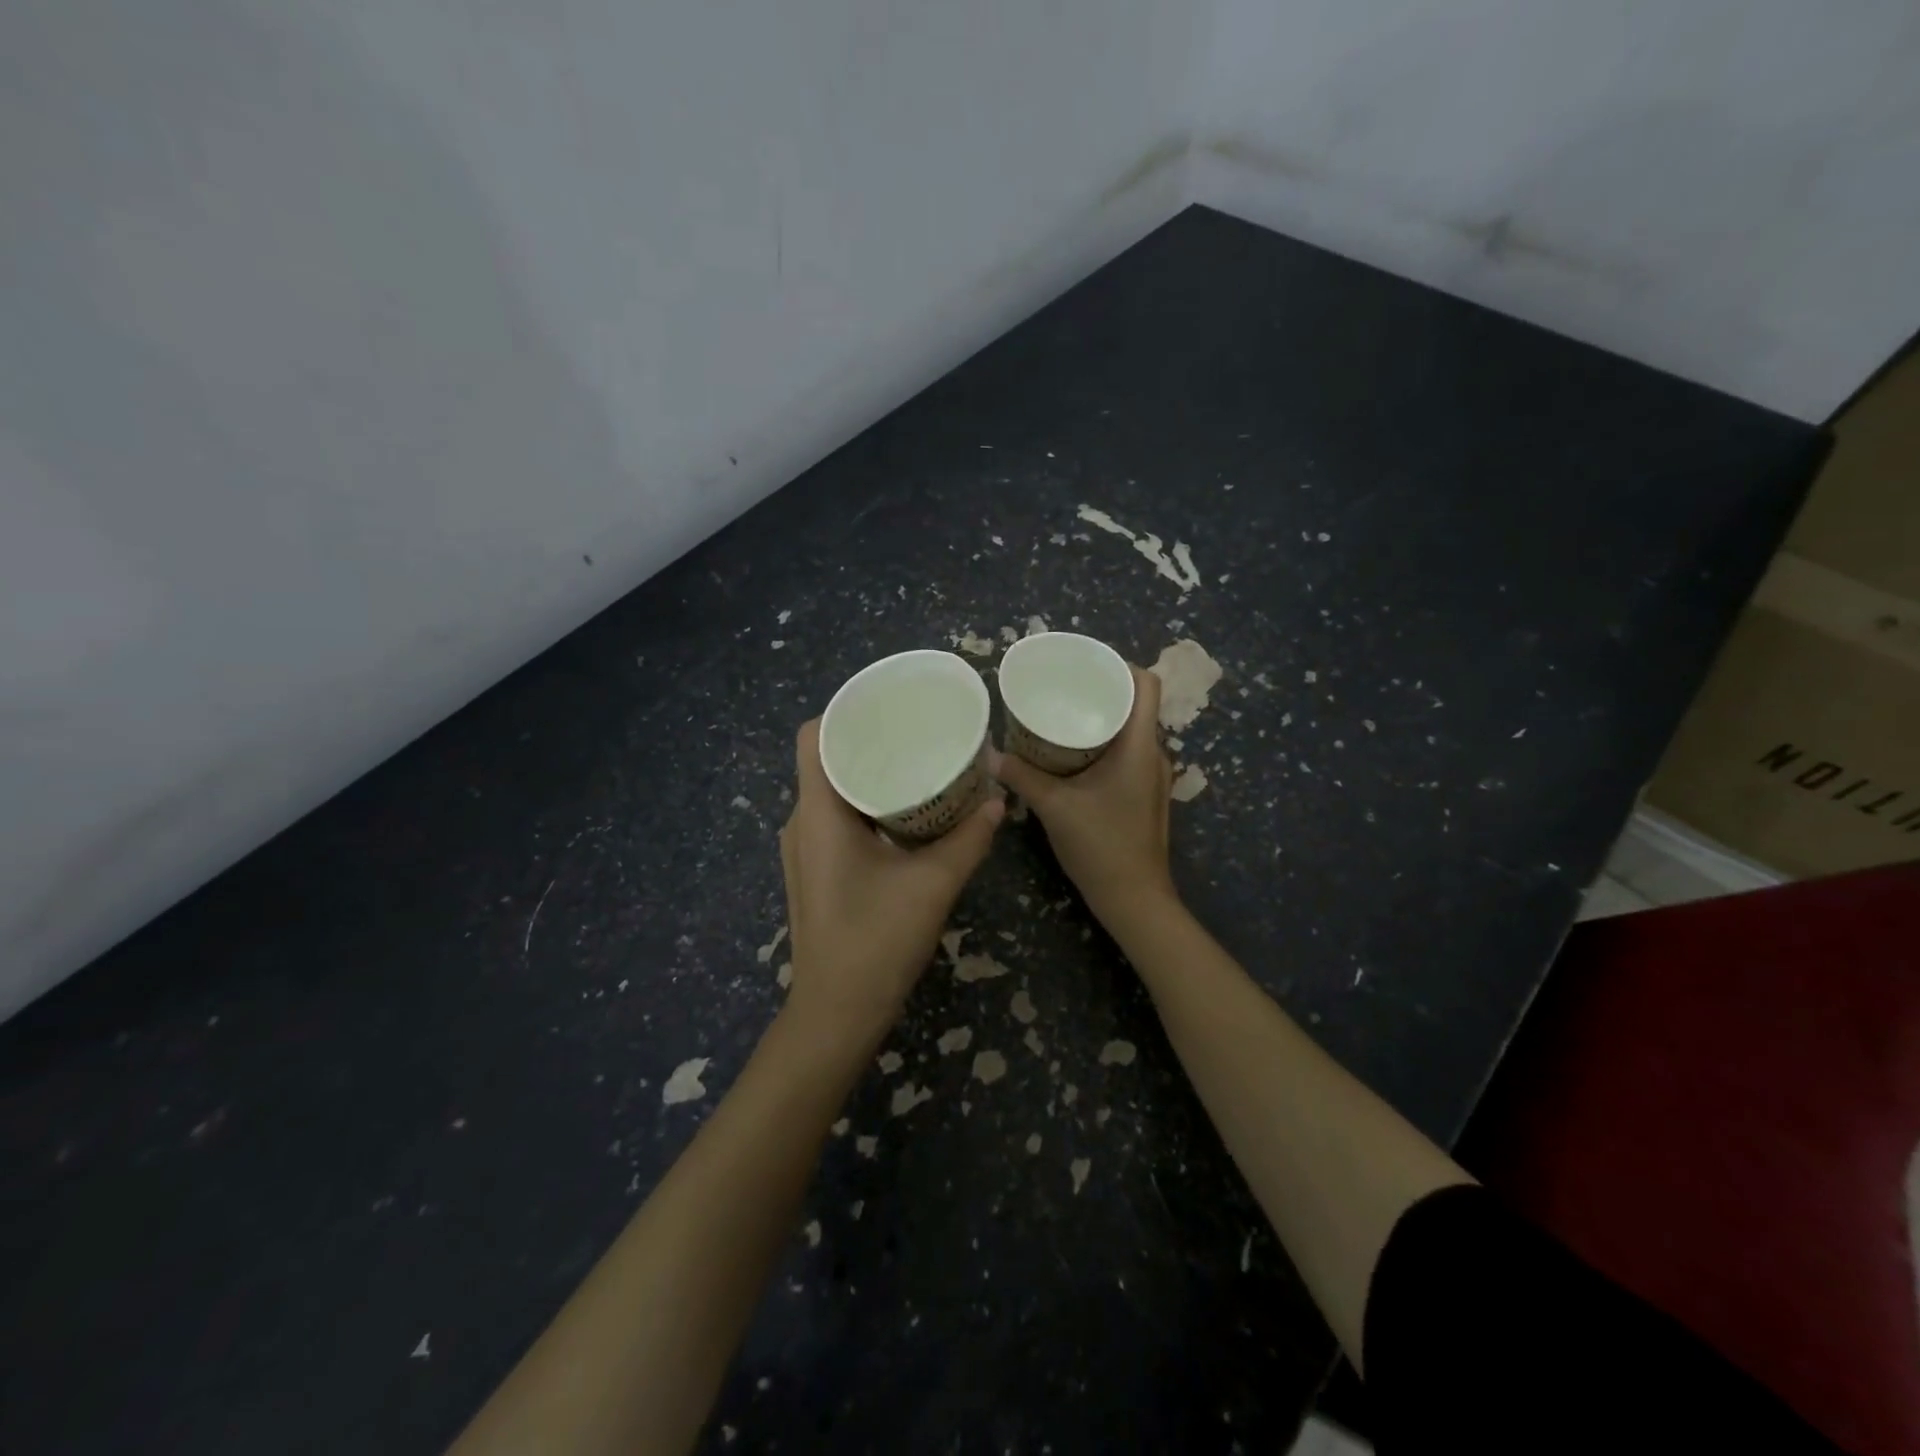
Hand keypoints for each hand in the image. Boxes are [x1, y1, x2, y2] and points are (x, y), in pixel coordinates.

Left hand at [778, 720, 1003, 1040]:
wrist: (837, 1014)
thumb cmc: (877, 942)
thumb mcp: (933, 884)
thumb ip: (969, 838)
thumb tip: (998, 799)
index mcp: (818, 813)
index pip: (813, 737)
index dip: (844, 711)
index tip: (888, 705)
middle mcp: (802, 823)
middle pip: (825, 759)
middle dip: (868, 739)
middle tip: (917, 729)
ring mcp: (805, 849)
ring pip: (832, 790)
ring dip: (869, 773)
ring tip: (917, 761)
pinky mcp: (816, 870)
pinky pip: (836, 817)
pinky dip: (867, 803)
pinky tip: (905, 811)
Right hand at [993, 664, 1174, 922]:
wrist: (1134, 900)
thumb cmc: (1101, 846)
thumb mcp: (1055, 807)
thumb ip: (1022, 777)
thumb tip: (989, 754)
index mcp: (1140, 746)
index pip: (1146, 684)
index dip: (1119, 665)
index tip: (1084, 664)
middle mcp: (1153, 754)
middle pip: (1136, 704)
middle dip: (1101, 691)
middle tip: (1062, 687)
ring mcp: (1152, 777)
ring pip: (1131, 731)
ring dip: (1101, 719)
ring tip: (1062, 715)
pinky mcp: (1144, 795)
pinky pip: (1127, 754)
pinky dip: (1103, 744)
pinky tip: (1071, 755)